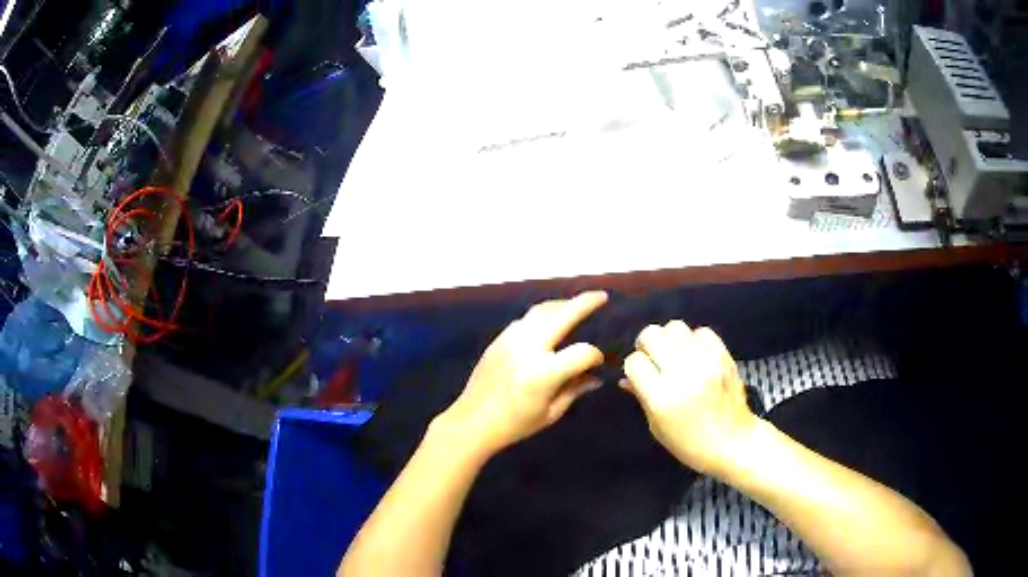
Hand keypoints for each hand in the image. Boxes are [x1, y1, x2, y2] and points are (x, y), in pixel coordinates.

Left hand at [437, 292, 607, 455]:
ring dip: (561, 305)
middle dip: (585, 302)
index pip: (582, 352)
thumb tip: (596, 377)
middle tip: (600, 296)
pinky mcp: (499, 339)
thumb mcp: (551, 413)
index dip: (596, 356)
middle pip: (562, 315)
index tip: (598, 363)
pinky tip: (549, 322)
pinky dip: (542, 316)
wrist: (472, 422)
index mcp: (544, 373)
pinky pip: (525, 320)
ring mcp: (511, 340)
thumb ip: (575, 389)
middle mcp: (529, 348)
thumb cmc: (515, 424)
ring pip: (541, 310)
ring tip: (576, 305)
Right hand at [621, 321, 757, 476]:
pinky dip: (694, 340)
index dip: (633, 367)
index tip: (639, 375)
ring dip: (669, 339)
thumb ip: (641, 397)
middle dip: (646, 344)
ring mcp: (705, 362)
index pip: (635, 362)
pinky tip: (695, 355)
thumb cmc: (689, 444)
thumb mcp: (658, 426)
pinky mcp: (723, 356)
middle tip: (653, 358)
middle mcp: (683, 374)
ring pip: (675, 327)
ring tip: (674, 354)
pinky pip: (702, 332)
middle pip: (652, 335)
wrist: (733, 443)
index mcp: (662, 397)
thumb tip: (626, 378)